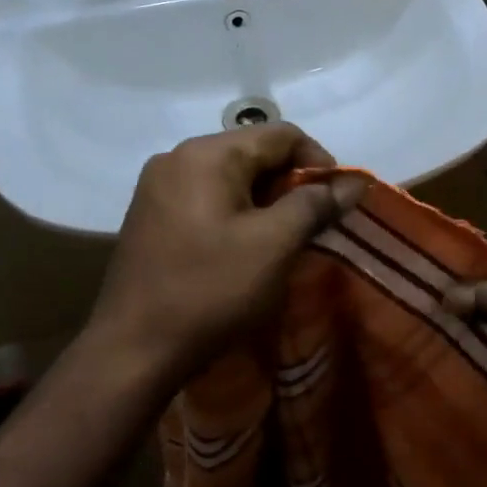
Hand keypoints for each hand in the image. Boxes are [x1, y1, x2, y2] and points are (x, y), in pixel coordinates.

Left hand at [86, 124, 365, 384]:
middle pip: (254, 152)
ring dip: (266, 201)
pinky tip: (246, 248)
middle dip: (292, 183)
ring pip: (231, 177)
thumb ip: (316, 204)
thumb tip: (353, 182)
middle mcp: (177, 157)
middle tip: (315, 225)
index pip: (281, 135)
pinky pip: (207, 198)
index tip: (338, 203)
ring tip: (285, 239)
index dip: (320, 162)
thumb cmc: (210, 290)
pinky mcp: (150, 216)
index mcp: (207, 154)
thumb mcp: (274, 244)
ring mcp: (158, 187)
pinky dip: (237, 213)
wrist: (133, 351)